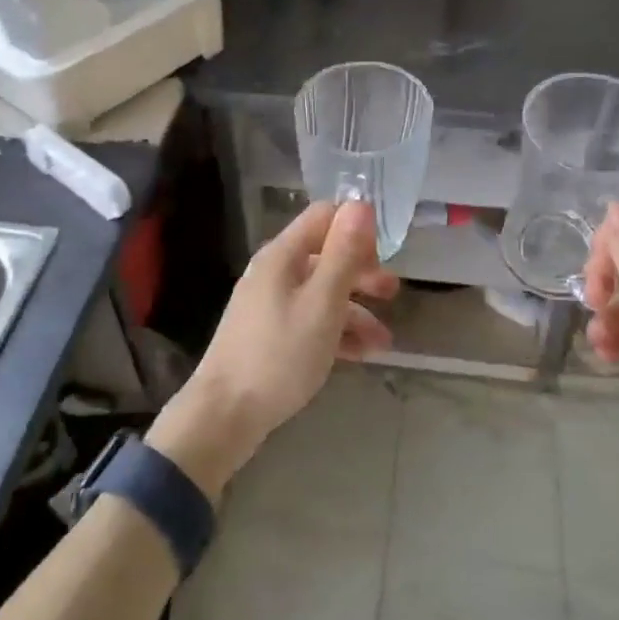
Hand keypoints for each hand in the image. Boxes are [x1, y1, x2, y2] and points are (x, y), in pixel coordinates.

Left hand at [147, 201, 395, 497]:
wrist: (224, 415)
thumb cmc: (279, 355)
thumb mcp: (322, 303)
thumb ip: (343, 254)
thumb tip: (361, 204)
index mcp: (283, 255)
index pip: (324, 216)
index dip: (356, 228)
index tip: (385, 254)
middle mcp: (274, 272)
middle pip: (325, 256)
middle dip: (362, 273)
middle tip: (394, 294)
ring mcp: (269, 305)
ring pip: (321, 294)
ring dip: (355, 311)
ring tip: (385, 342)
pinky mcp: (269, 336)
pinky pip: (309, 321)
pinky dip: (336, 333)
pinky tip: (361, 357)